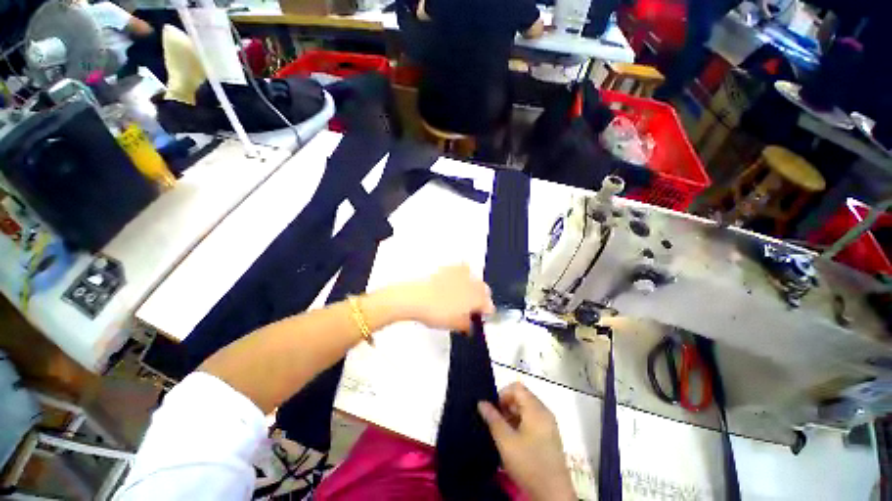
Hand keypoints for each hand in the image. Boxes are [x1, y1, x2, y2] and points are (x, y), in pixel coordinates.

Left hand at [397, 264, 494, 331]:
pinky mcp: (449, 268)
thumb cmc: (434, 311)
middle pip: (484, 290)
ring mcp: (460, 274)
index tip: (482, 316)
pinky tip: (456, 279)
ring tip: (465, 293)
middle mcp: (471, 284)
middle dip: (482, 298)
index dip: (487, 313)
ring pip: (475, 277)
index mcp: (476, 299)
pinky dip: (463, 273)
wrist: (416, 298)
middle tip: (474, 306)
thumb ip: (466, 325)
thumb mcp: (453, 325)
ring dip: (474, 285)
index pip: (489, 306)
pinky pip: (462, 267)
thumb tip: (469, 325)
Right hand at [478, 383, 575, 500]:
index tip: (493, 410)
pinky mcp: (549, 436)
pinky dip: (520, 424)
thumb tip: (481, 402)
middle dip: (506, 406)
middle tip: (495, 423)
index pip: (516, 387)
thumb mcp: (506, 441)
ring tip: (502, 433)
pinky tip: (513, 441)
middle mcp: (544, 412)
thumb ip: (493, 419)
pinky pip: (532, 420)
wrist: (553, 494)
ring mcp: (548, 424)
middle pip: (522, 397)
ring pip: (526, 410)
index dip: (502, 394)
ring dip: (512, 416)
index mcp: (536, 409)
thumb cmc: (528, 463)